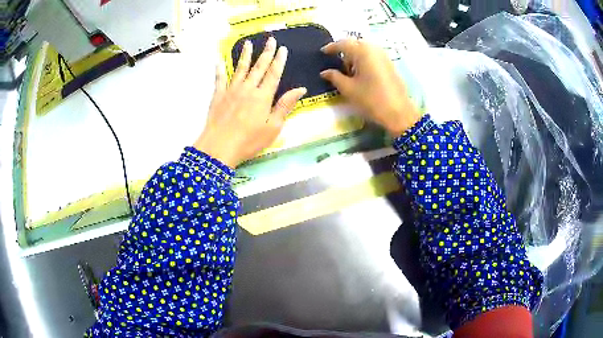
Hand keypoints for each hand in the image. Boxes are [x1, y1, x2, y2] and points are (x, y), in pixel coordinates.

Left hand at [194, 37, 306, 167]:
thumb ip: (285, 106)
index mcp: (263, 96)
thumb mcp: (273, 127)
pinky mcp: (218, 95)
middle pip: (258, 67)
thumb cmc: (249, 140)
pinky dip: (220, 69)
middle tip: (270, 40)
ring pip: (240, 68)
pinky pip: (219, 78)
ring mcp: (231, 90)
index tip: (282, 48)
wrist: (219, 147)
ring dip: (245, 55)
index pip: (274, 73)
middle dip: (266, 52)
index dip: (279, 60)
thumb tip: (300, 89)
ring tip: (247, 43)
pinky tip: (219, 60)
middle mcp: (248, 88)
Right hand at [320, 39, 419, 136]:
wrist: (398, 112)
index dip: (331, 47)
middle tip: (337, 62)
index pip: (343, 43)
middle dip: (345, 51)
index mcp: (362, 51)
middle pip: (355, 44)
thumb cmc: (371, 99)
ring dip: (355, 56)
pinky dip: (364, 60)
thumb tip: (324, 72)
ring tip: (349, 70)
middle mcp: (374, 49)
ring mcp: (384, 56)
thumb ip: (334, 77)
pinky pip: (373, 56)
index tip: (323, 52)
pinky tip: (361, 73)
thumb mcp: (348, 89)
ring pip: (365, 50)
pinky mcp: (390, 64)